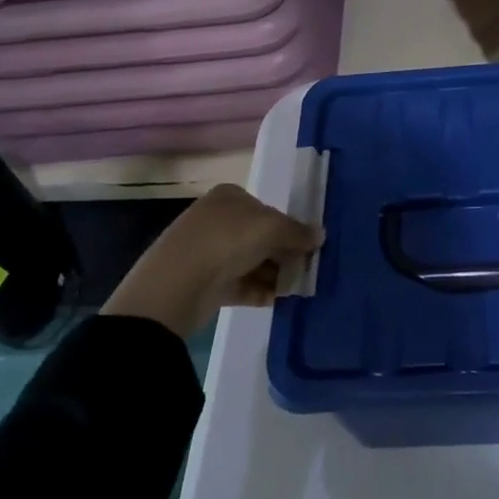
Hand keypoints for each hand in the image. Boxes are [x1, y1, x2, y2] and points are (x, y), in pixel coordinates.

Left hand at [102, 184, 322, 340]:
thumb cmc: (227, 240)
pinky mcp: (205, 282)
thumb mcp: (272, 228)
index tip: (307, 248)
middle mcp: (218, 219)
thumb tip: (320, 234)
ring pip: (250, 261)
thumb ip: (298, 232)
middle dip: (283, 254)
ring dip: (274, 275)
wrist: (178, 284)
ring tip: (294, 290)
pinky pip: (240, 284)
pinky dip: (259, 291)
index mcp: (230, 196)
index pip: (267, 209)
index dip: (288, 227)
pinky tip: (277, 301)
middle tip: (305, 271)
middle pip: (260, 236)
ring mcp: (209, 251)